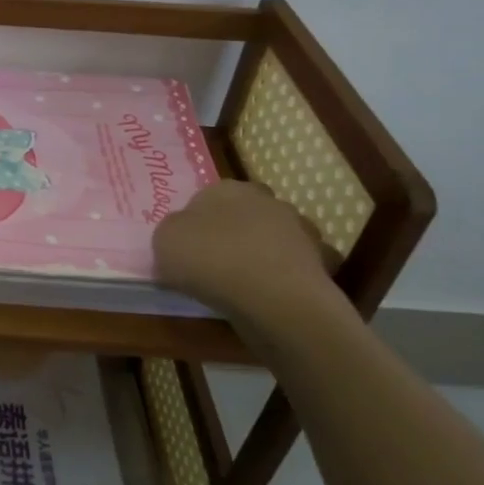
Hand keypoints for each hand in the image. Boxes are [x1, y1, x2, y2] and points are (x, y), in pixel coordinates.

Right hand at [152, 181, 341, 323]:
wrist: (272, 296)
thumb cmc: (209, 259)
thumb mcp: (164, 241)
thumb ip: (171, 233)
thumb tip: (182, 238)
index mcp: (225, 188)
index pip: (206, 198)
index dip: (196, 223)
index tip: (188, 248)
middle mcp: (265, 199)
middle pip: (243, 214)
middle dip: (232, 232)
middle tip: (214, 262)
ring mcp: (297, 229)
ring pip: (272, 237)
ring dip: (261, 252)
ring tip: (243, 283)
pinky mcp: (319, 260)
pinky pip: (293, 266)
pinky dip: (284, 276)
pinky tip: (269, 294)